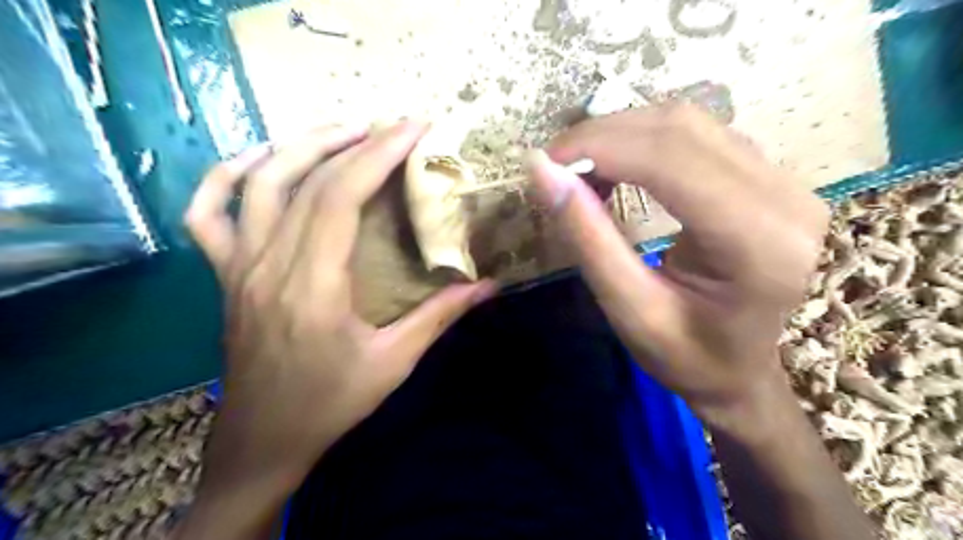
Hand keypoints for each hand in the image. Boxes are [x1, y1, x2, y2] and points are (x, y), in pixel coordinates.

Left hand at [184, 120, 495, 488]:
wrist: (263, 441)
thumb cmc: (330, 404)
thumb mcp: (394, 363)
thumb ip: (440, 317)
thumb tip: (488, 285)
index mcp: (312, 285)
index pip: (341, 196)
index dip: (378, 154)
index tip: (413, 129)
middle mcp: (269, 264)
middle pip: (306, 180)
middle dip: (355, 142)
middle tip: (393, 126)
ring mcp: (238, 266)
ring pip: (258, 184)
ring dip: (301, 146)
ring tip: (344, 131)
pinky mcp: (224, 275)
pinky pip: (207, 213)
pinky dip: (226, 176)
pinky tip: (259, 160)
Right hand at [525, 103, 828, 427]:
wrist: (754, 376)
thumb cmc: (693, 360)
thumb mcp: (631, 311)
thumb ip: (588, 238)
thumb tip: (543, 173)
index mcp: (755, 241)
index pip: (668, 159)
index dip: (598, 146)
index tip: (545, 162)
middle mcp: (785, 197)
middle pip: (680, 128)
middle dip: (604, 135)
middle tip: (556, 165)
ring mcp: (786, 181)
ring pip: (691, 123)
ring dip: (624, 134)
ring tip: (581, 169)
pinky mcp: (773, 179)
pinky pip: (701, 136)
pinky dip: (647, 142)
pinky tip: (619, 167)